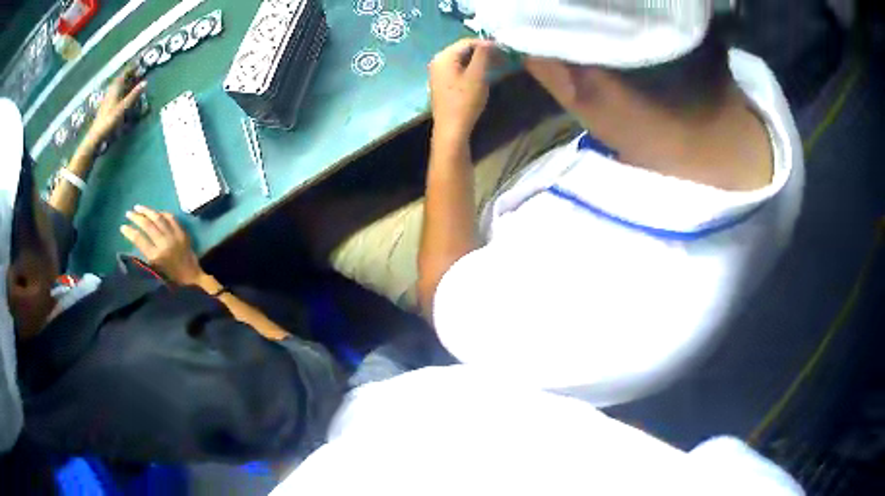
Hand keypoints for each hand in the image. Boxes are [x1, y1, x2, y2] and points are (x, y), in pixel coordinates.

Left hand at [86, 70, 145, 145]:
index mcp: (115, 89)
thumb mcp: (123, 107)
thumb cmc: (109, 121)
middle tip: (136, 72)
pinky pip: (114, 95)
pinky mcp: (105, 107)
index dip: (131, 68)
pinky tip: (121, 96)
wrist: (95, 136)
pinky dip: (119, 92)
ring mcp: (107, 100)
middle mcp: (110, 92)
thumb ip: (134, 95)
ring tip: (130, 83)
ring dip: (123, 84)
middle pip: (120, 80)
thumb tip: (145, 82)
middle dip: (127, 75)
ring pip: (116, 87)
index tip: (138, 63)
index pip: (124, 74)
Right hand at [120, 205, 204, 285]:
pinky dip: (162, 213)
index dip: (129, 231)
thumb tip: (135, 238)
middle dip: (136, 217)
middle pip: (147, 225)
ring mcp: (174, 236)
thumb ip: (146, 254)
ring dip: (147, 211)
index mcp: (156, 256)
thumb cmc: (171, 277)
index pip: (139, 239)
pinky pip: (170, 217)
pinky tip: (155, 212)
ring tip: (138, 207)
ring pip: (158, 218)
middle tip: (128, 213)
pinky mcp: (182, 232)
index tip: (123, 226)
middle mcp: (164, 243)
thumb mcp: (155, 269)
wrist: (192, 276)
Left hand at [428, 38, 495, 141]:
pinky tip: (483, 75)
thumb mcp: (477, 75)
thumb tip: (490, 41)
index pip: (467, 41)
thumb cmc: (465, 101)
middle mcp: (437, 61)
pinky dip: (472, 69)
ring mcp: (438, 73)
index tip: (504, 49)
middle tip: (502, 58)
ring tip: (496, 66)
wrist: (452, 130)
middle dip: (483, 52)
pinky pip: (459, 69)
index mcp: (443, 57)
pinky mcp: (443, 83)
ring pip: (462, 60)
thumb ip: (483, 54)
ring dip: (479, 61)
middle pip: (464, 49)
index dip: (487, 43)